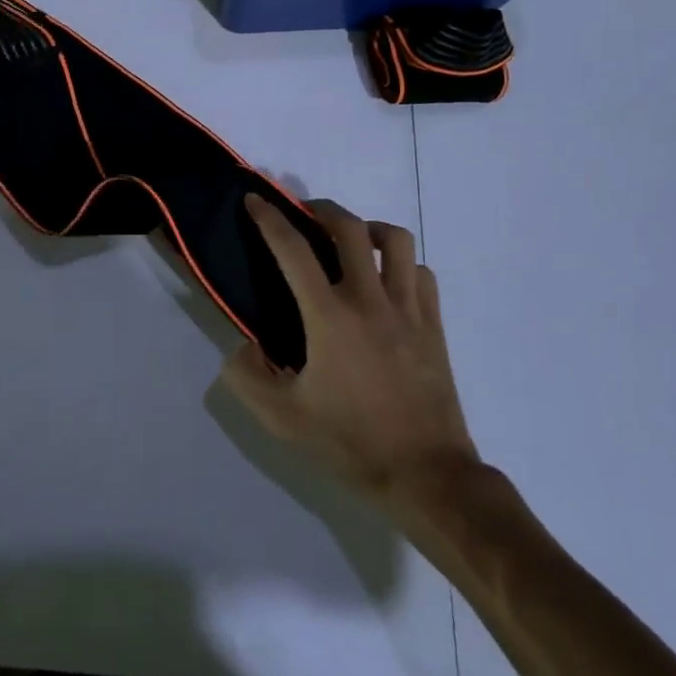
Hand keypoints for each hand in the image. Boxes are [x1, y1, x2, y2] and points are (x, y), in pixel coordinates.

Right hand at [223, 196, 477, 501]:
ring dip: (369, 229)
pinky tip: (388, 282)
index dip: (270, 219)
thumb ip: (248, 379)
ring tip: (353, 241)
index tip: (256, 200)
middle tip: (306, 215)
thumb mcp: (284, 420)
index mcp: (329, 317)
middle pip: (348, 227)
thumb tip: (242, 346)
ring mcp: (408, 309)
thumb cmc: (352, 443)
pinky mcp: (434, 325)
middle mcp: (370, 300)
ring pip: (395, 240)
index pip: (293, 250)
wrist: (428, 475)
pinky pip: (421, 273)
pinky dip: (402, 264)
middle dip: (322, 209)